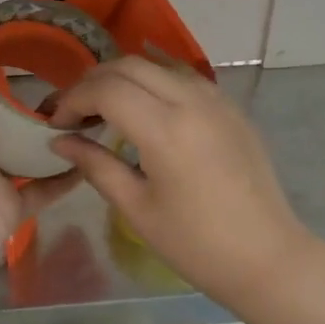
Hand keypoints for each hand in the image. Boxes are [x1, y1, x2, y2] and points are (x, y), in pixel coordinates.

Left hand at [0, 49, 78, 308]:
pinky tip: (94, 154)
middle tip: (72, 78)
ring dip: (53, 136)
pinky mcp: (14, 208)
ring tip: (89, 108)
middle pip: (6, 124)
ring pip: (29, 153)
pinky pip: (45, 189)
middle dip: (32, 105)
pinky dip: (67, 176)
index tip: (25, 52)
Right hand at [49, 57, 314, 301]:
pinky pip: (184, 79)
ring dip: (124, 78)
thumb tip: (60, 141)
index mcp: (165, 129)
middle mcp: (191, 101)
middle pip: (129, 66)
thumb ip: (96, 165)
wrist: (268, 257)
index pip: (106, 89)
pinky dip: (154, 83)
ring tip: (106, 109)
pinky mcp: (232, 108)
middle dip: (94, 81)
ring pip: (158, 66)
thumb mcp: (137, 208)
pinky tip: (145, 111)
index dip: (73, 99)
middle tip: (75, 111)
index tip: (56, 123)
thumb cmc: (196, 244)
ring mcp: (216, 100)